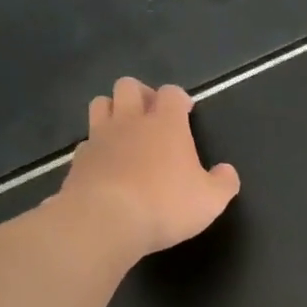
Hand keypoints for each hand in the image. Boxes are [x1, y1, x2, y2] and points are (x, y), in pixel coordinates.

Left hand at [62, 76, 239, 255]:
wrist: (107, 219)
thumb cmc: (167, 205)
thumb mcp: (211, 200)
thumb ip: (223, 183)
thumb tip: (227, 171)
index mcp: (166, 125)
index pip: (172, 94)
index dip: (180, 98)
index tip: (186, 111)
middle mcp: (131, 121)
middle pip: (129, 86)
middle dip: (141, 95)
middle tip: (151, 116)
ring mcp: (100, 137)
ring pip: (101, 103)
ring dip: (113, 110)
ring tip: (125, 131)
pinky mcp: (79, 158)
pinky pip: (87, 141)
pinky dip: (97, 146)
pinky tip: (106, 163)